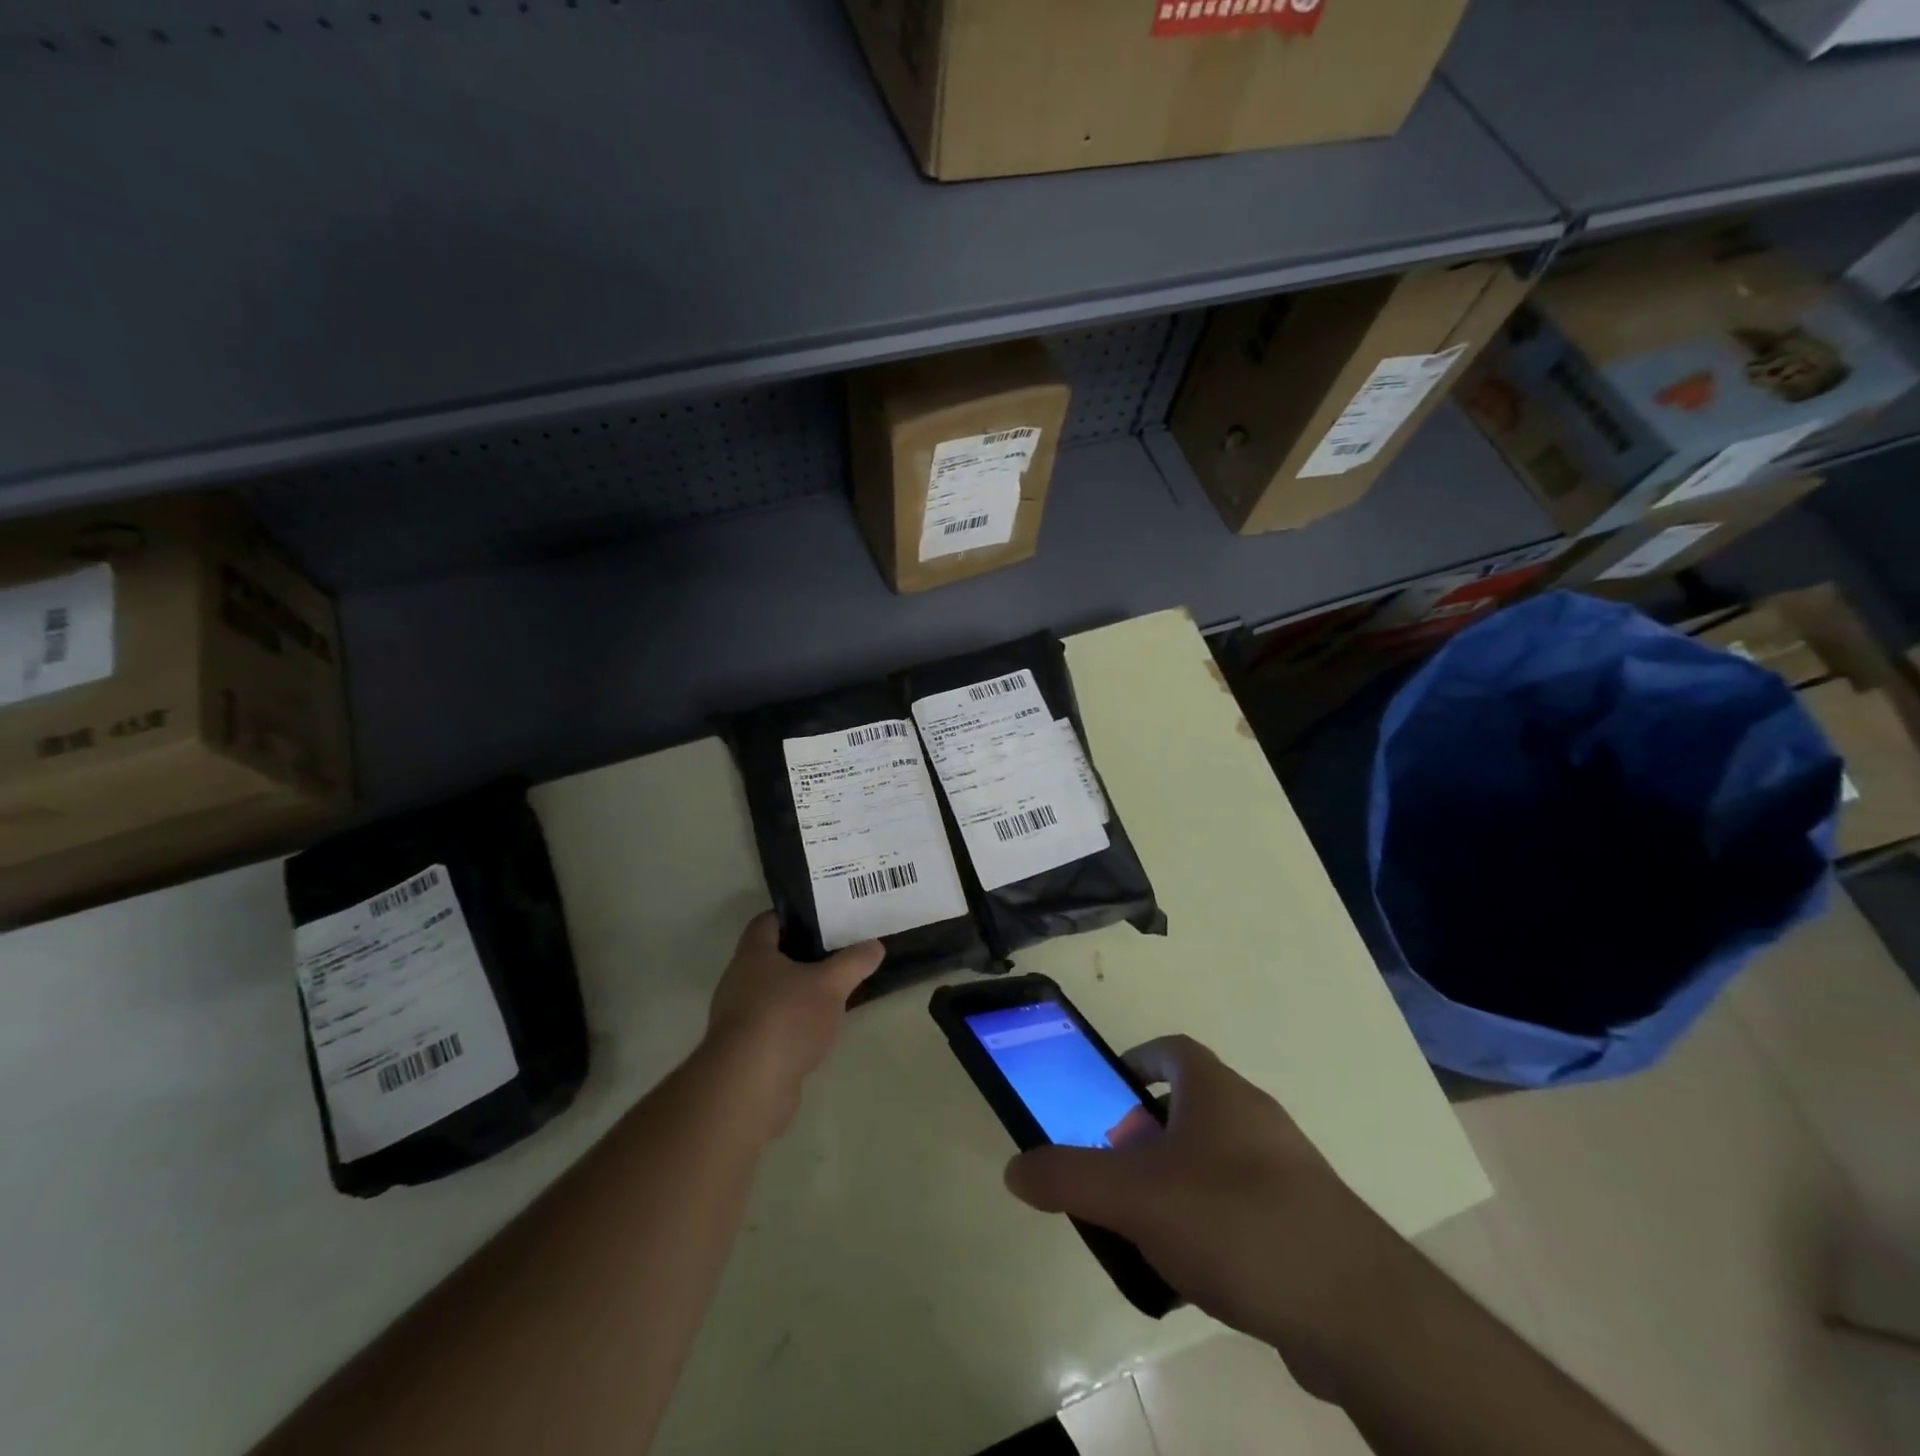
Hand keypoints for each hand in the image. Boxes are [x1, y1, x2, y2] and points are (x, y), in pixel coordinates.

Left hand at [704, 912, 884, 1137]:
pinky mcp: (743, 1049)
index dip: (793, 915)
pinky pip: (771, 1024)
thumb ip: (854, 962)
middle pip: (769, 957)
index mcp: (753, 954)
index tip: (822, 917)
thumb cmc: (786, 1018)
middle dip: (800, 954)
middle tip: (836, 951)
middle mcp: (738, 980)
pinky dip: (791, 1023)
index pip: (768, 921)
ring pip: (771, 993)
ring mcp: (737, 1017)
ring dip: (796, 991)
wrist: (748, 1085)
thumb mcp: (830, 984)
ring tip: (832, 990)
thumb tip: (876, 945)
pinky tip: (816, 1030)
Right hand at [1004, 1035, 1421, 1399]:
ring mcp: (1288, 1170)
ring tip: (1146, 1227)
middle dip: (1147, 1133)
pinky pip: (1245, 1207)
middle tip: (1116, 1171)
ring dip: (1178, 1181)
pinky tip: (1196, 1272)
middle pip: (1190, 1106)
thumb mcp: (1134, 1197)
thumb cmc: (1234, 1222)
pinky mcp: (1308, 1223)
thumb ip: (1069, 1178)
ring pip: (1217, 1159)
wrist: (1356, 1310)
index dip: (1136, 1061)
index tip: (1108, 1094)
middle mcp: (1255, 1117)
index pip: (1172, 1050)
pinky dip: (1213, 1224)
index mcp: (1218, 1091)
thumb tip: (1014, 1169)